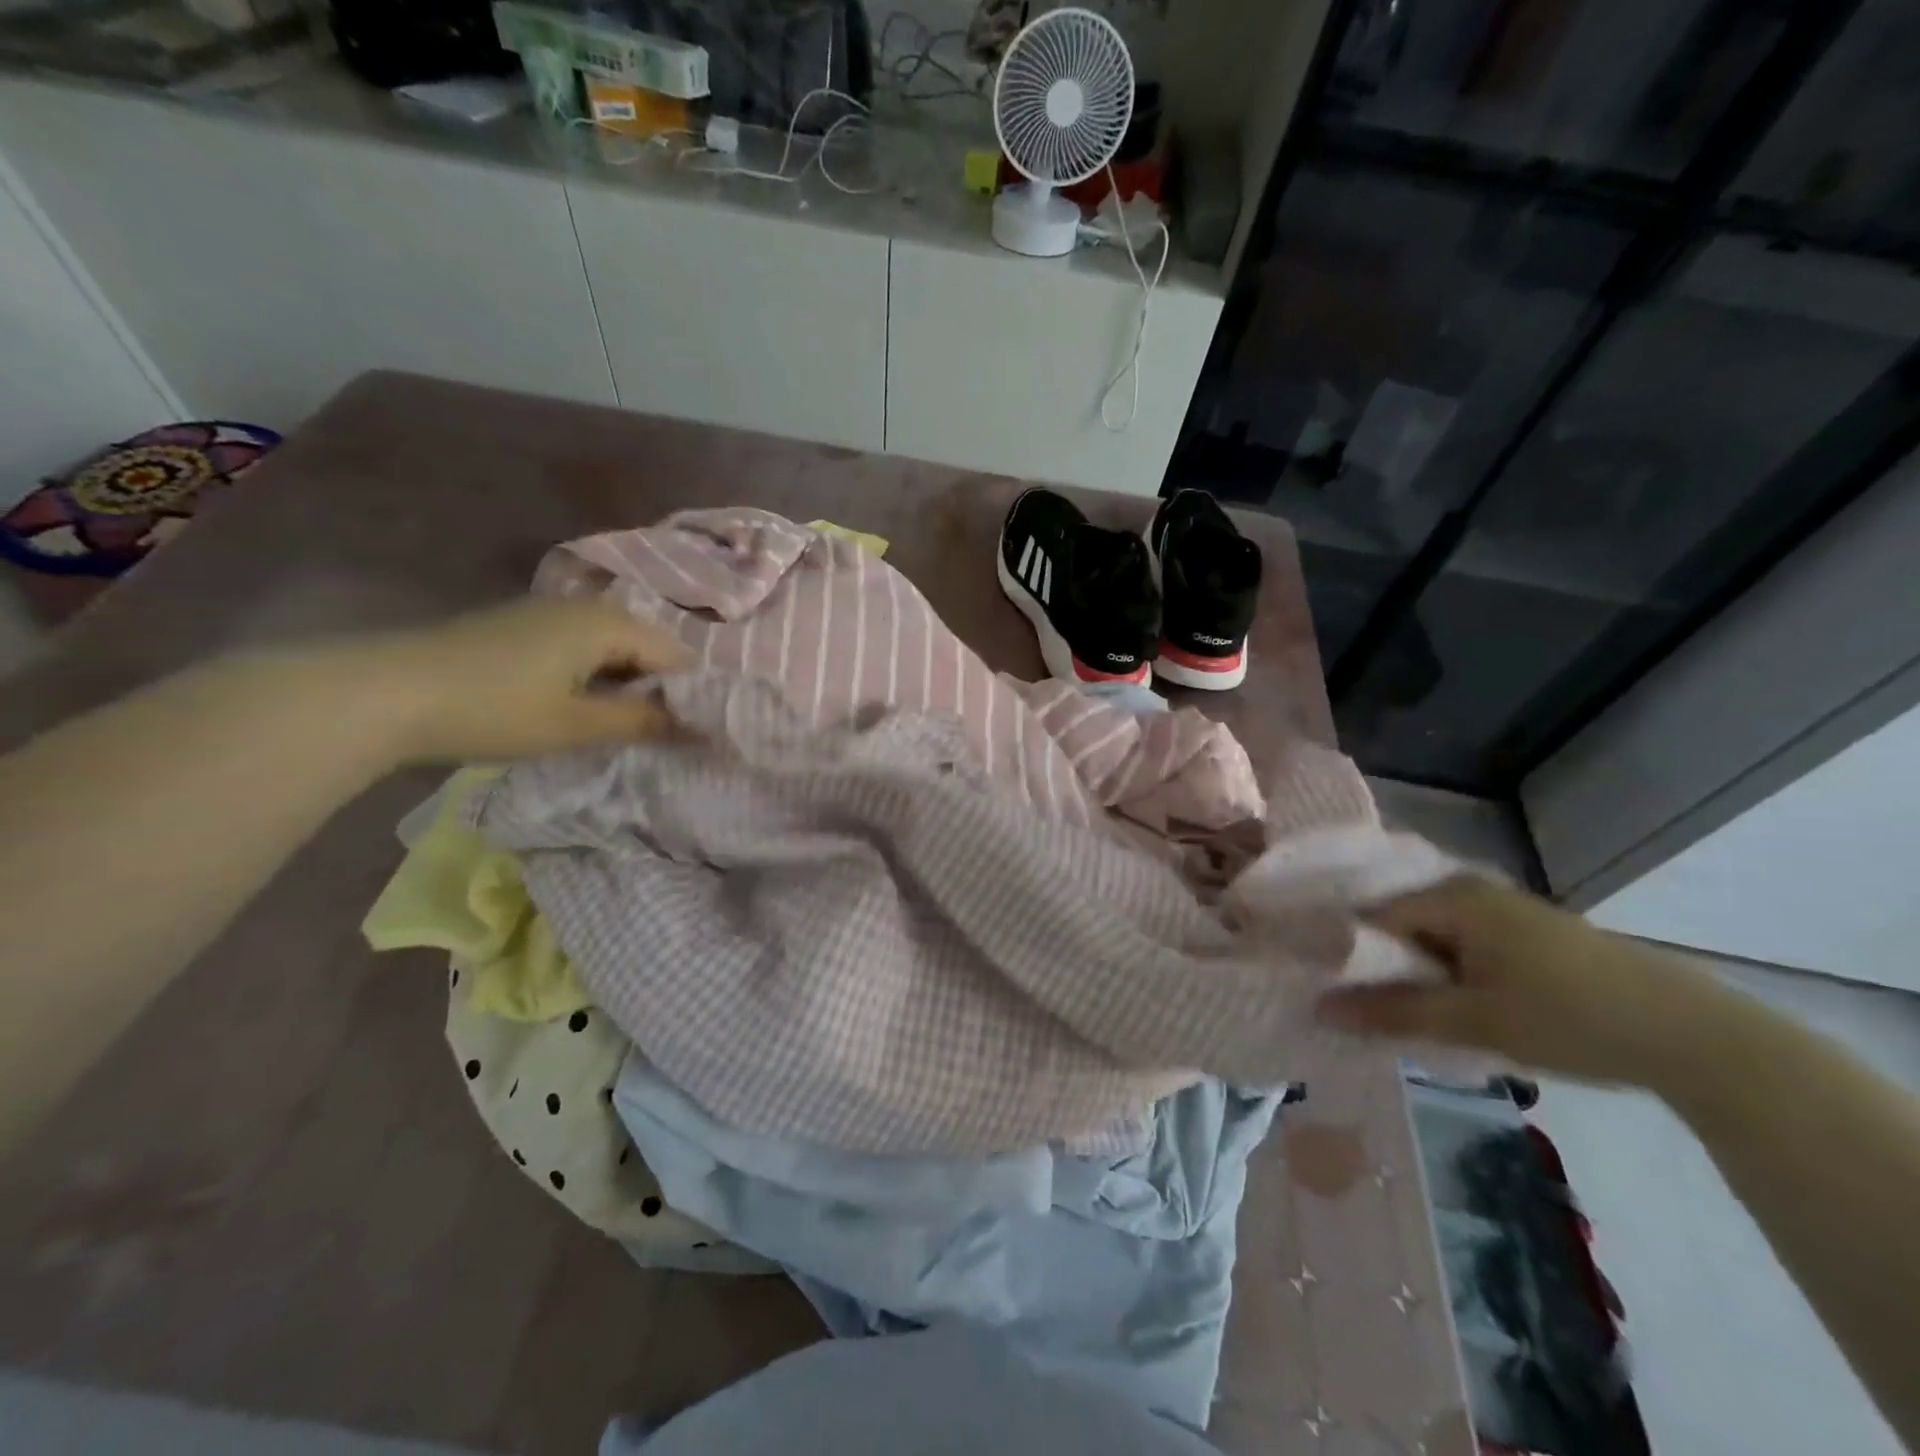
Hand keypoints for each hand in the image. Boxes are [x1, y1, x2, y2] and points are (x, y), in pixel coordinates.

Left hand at [346, 597, 691, 763]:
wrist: (385, 692)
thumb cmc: (495, 709)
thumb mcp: (577, 725)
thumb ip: (643, 723)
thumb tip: (700, 727)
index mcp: (608, 623)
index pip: (675, 656)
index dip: (688, 695)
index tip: (692, 733)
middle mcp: (585, 606)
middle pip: (645, 647)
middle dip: (657, 689)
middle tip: (659, 735)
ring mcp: (549, 612)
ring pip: (612, 647)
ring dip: (624, 684)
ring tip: (621, 726)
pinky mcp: (521, 626)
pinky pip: (580, 647)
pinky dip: (593, 676)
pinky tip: (579, 706)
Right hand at [1318, 876, 1736, 1087]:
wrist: (1695, 1035)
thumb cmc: (1570, 1018)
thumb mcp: (1473, 1021)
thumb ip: (1393, 1011)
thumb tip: (1320, 1007)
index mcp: (1452, 897)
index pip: (1371, 916)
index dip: (1346, 951)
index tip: (1327, 988)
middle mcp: (1472, 889)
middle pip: (1401, 924)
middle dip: (1381, 965)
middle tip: (1364, 1008)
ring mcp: (1505, 909)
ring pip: (1434, 937)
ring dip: (1418, 973)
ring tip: (1405, 1013)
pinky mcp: (1530, 932)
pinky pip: (1465, 944)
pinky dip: (1450, 972)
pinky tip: (1456, 1005)